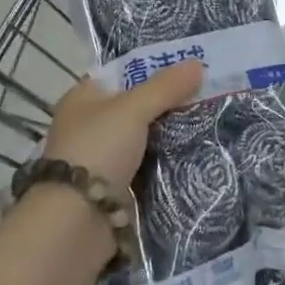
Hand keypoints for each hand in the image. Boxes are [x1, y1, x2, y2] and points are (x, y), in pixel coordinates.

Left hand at [42, 61, 204, 186]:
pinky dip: (164, 164)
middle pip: (135, 107)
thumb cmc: (98, 150)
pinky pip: (146, 168)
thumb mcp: (133, 109)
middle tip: (206, 97)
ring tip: (207, 124)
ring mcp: (101, 159)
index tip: (187, 69)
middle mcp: (89, 125)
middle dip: (166, 104)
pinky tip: (193, 157)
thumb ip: (165, 87)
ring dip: (168, 137)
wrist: (77, 221)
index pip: (121, 74)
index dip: (152, 69)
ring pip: (143, 139)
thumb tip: (198, 63)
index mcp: (83, 98)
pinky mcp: (114, 189)